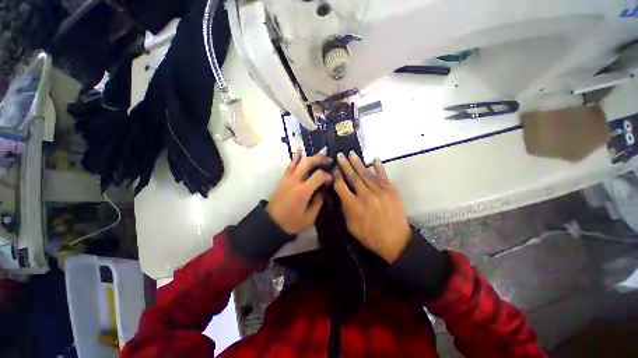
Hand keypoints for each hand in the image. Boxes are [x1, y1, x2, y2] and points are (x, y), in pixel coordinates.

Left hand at [266, 149, 332, 234]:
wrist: (270, 224)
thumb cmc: (291, 223)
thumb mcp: (309, 218)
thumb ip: (318, 203)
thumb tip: (324, 191)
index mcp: (303, 191)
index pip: (318, 176)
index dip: (327, 175)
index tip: (332, 179)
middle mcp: (295, 181)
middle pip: (308, 163)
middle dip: (320, 159)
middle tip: (329, 160)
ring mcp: (287, 178)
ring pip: (299, 161)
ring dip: (310, 156)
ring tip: (320, 152)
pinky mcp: (283, 179)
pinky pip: (290, 165)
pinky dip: (295, 157)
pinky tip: (299, 150)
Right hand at [333, 152, 410, 262]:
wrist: (394, 240)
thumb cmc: (369, 235)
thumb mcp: (350, 226)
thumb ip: (345, 208)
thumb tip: (341, 194)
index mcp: (353, 206)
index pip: (341, 186)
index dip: (336, 176)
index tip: (334, 169)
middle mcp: (365, 196)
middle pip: (352, 177)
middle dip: (345, 165)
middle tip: (340, 155)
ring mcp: (379, 192)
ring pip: (366, 174)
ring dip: (357, 163)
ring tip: (351, 154)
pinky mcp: (391, 191)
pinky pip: (383, 176)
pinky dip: (379, 167)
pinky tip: (374, 158)